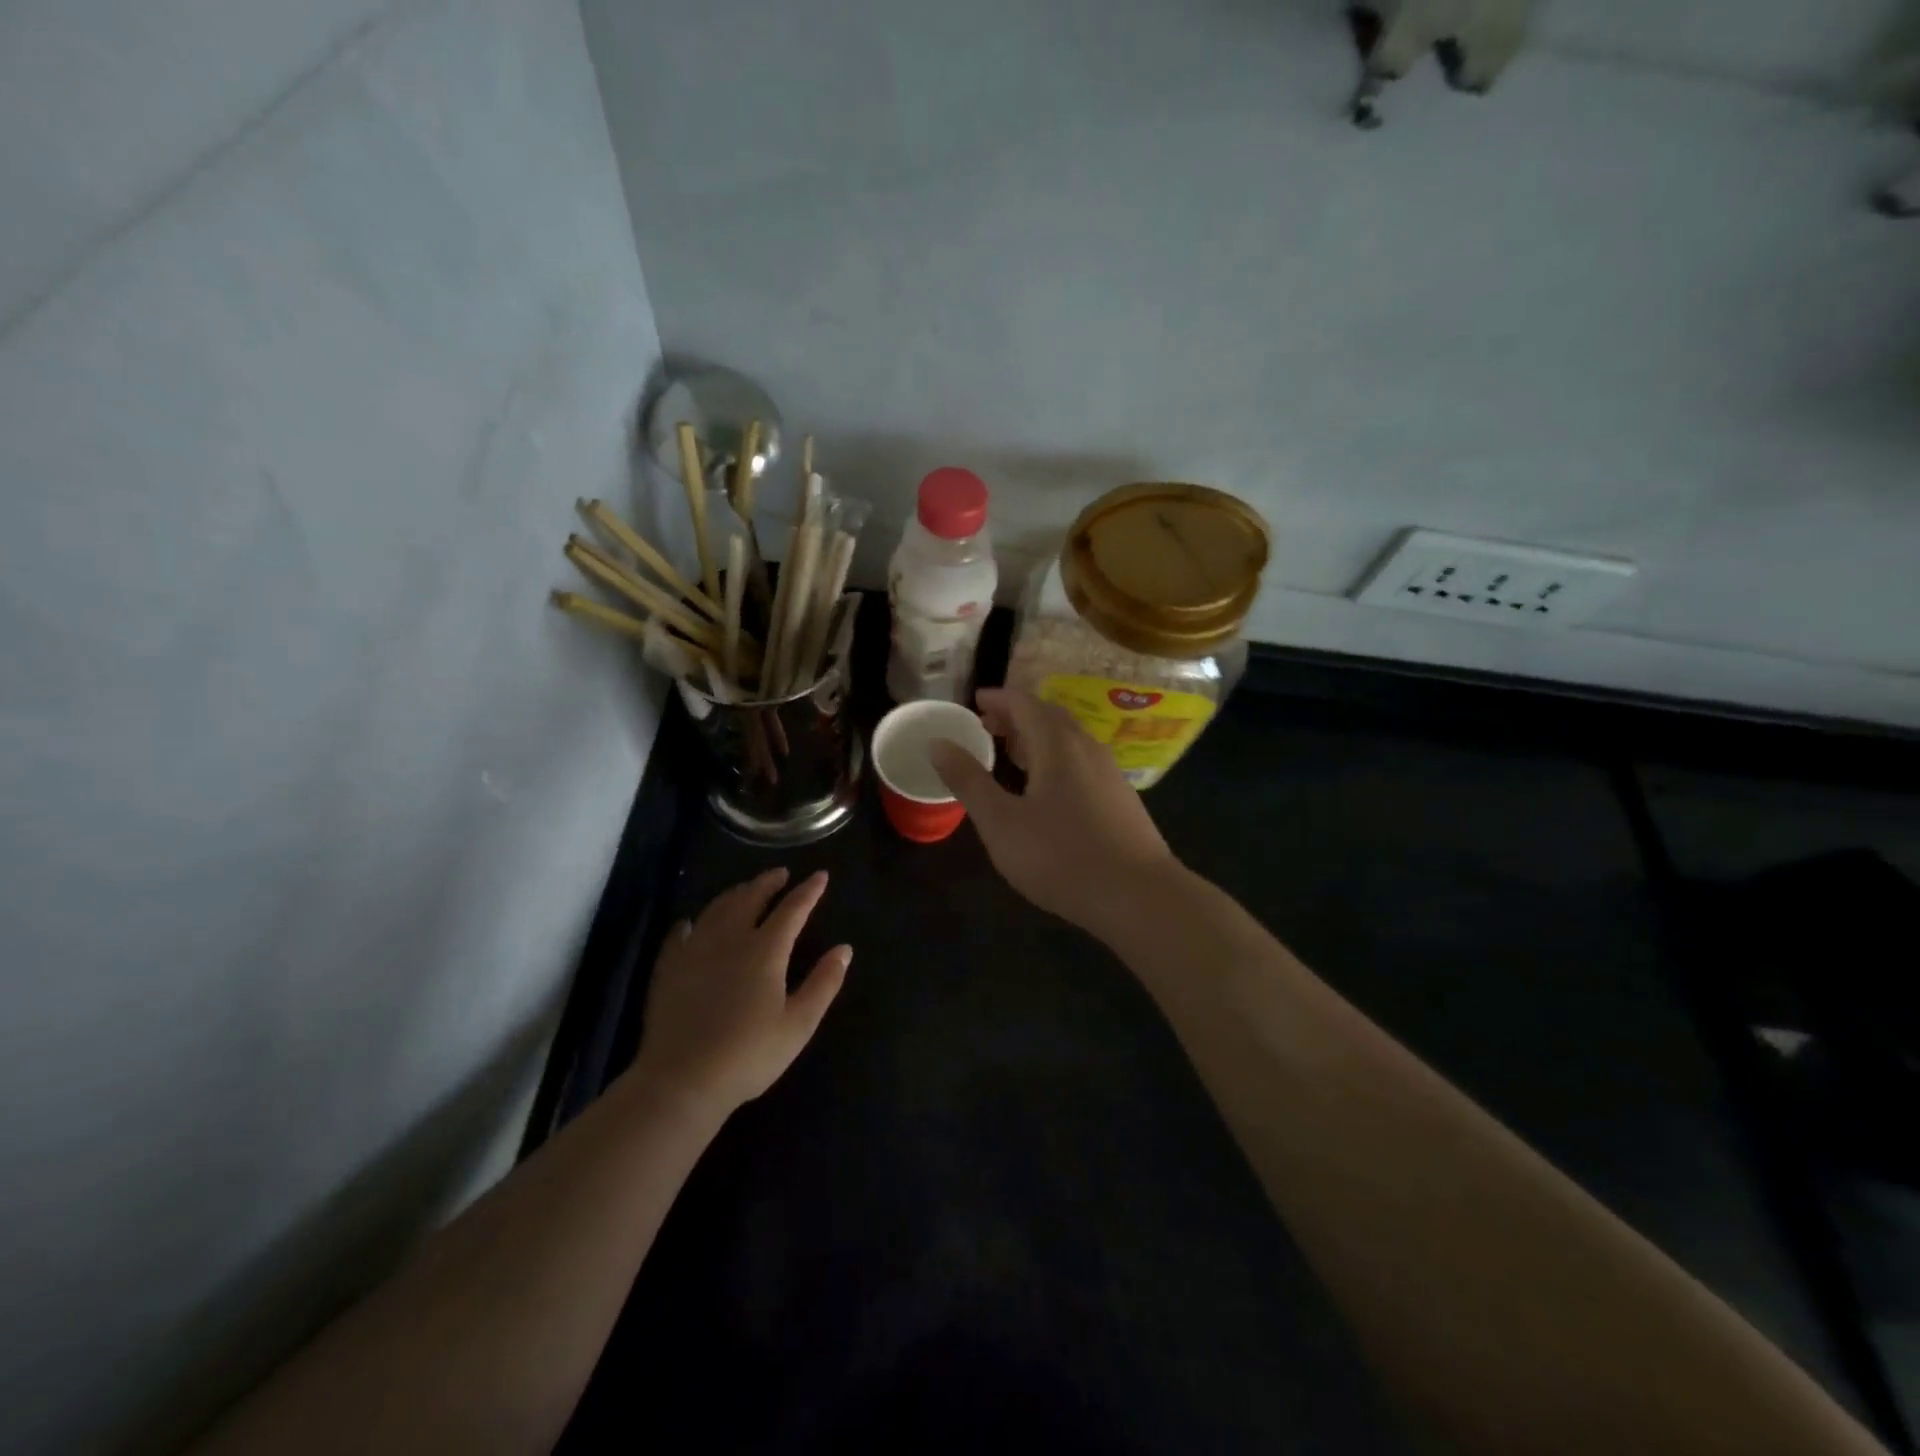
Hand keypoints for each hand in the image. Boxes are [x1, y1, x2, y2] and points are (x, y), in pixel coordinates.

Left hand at [632, 868, 849, 1116]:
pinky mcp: (669, 967)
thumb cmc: (748, 1054)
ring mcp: (695, 949)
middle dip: (769, 882)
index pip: (793, 909)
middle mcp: (730, 938)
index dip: (809, 890)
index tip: (821, 875)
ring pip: (717, 908)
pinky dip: (693, 921)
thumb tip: (844, 949)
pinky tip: (692, 922)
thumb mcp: (798, 1024)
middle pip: (751, 897)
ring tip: (745, 890)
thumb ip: (824, 983)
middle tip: (780, 874)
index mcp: (765, 950)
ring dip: (735, 893)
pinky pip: (680, 932)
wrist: (681, 1080)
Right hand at [930, 687, 1178, 933]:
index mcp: (1057, 745)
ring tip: (1013, 754)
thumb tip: (938, 742)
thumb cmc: (1061, 857)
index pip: (1025, 703)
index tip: (975, 701)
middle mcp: (1087, 748)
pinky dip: (1057, 757)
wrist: (1138, 896)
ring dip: (1038, 736)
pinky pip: (1082, 760)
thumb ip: (968, 780)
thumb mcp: (1001, 822)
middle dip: (1017, 715)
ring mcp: (1109, 772)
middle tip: (987, 726)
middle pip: (1050, 716)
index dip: (998, 698)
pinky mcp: (1121, 798)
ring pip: (1069, 739)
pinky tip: (1049, 788)